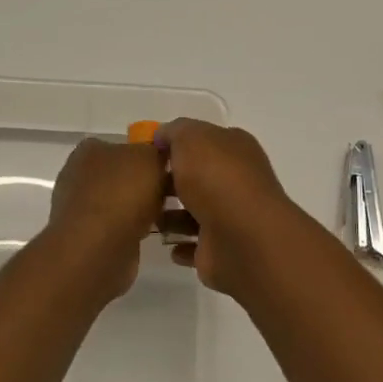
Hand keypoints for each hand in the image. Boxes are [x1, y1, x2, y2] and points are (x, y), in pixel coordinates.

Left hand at [44, 137, 166, 299]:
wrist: (98, 248)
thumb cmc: (122, 194)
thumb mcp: (150, 157)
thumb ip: (156, 151)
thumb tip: (157, 157)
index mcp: (89, 150)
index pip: (122, 145)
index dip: (146, 155)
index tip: (168, 168)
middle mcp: (78, 175)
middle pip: (121, 175)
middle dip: (144, 184)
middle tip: (171, 194)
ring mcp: (78, 208)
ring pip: (119, 203)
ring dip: (138, 210)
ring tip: (165, 217)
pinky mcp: (84, 237)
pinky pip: (115, 227)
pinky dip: (130, 231)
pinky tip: (145, 235)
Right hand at [158, 118, 302, 297]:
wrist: (239, 237)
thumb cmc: (215, 178)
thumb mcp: (190, 138)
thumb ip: (175, 131)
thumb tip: (162, 136)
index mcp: (236, 149)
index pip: (206, 140)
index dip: (178, 144)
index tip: (149, 152)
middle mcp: (238, 181)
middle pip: (200, 178)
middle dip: (172, 182)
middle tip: (142, 187)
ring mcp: (232, 218)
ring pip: (196, 213)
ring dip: (173, 217)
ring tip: (148, 218)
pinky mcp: (223, 250)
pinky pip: (196, 247)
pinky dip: (182, 246)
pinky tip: (167, 244)